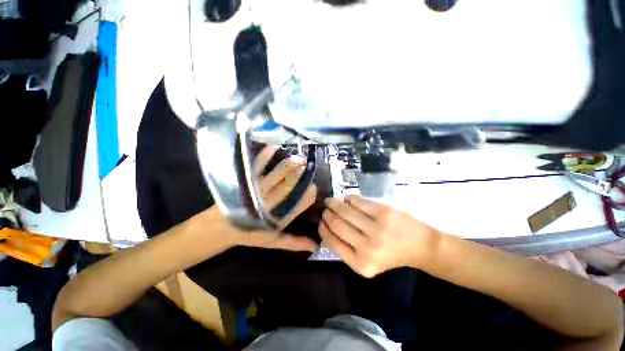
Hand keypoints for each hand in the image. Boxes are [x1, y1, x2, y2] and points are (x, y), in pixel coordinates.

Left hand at [204, 146, 318, 251]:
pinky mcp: (248, 183)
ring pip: (278, 175)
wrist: (222, 228)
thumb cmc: (251, 234)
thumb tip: (315, 246)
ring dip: (290, 165)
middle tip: (308, 167)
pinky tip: (273, 147)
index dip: (308, 196)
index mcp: (278, 217)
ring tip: (299, 158)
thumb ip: (295, 242)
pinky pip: (258, 168)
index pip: (298, 204)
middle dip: (301, 176)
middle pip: (289, 186)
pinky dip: (265, 157)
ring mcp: (259, 190)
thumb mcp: (274, 241)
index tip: (314, 189)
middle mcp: (271, 202)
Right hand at [319, 195, 440, 277]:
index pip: (332, 242)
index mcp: (361, 264)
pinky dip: (349, 199)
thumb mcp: (366, 261)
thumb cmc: (390, 254)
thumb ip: (346, 249)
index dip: (323, 229)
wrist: (420, 247)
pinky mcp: (384, 212)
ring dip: (334, 203)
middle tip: (325, 209)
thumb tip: (326, 227)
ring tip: (331, 201)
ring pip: (345, 210)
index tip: (320, 221)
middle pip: (337, 224)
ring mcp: (377, 228)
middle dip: (327, 214)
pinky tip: (347, 199)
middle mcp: (368, 248)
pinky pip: (357, 201)